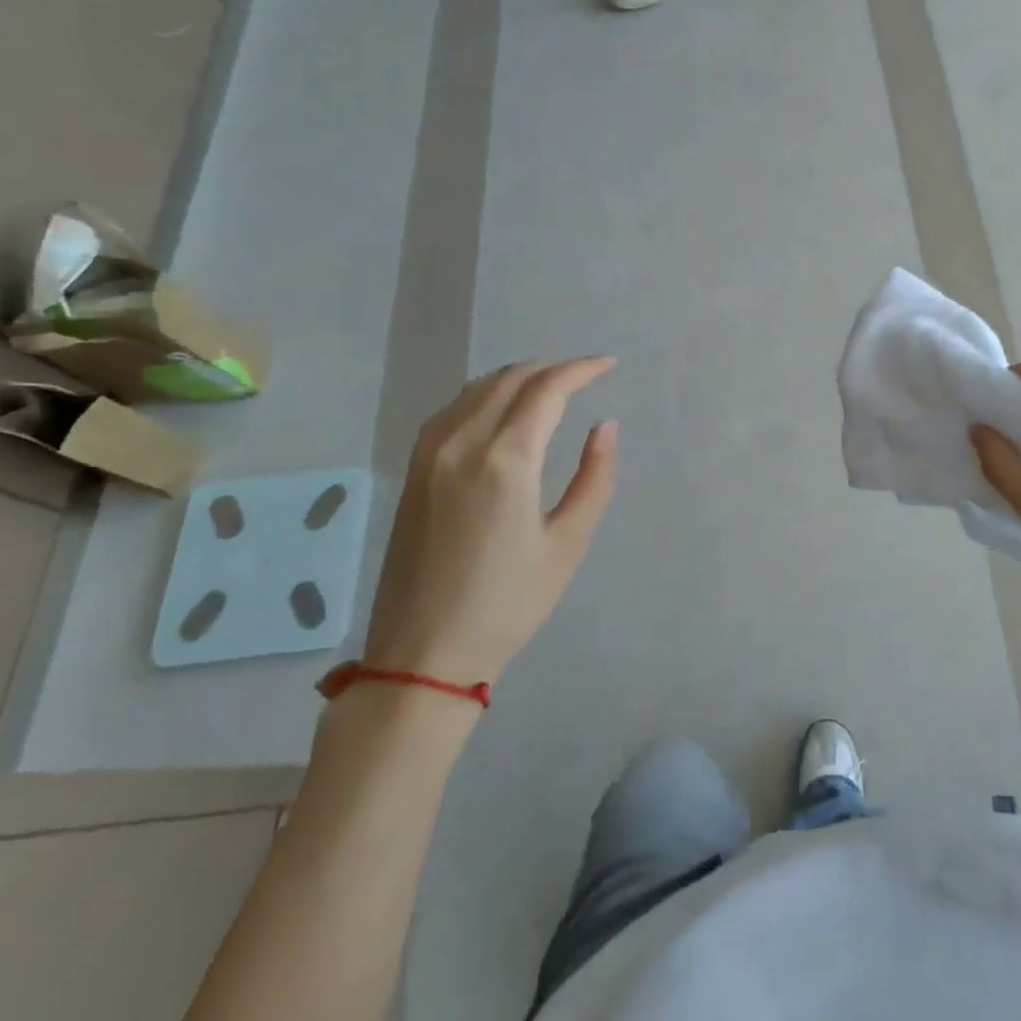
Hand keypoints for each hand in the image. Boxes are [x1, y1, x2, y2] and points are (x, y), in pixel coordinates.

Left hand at [362, 358, 618, 687]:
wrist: (422, 655)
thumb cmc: (507, 605)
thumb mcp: (568, 544)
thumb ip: (594, 477)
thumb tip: (606, 426)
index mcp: (505, 461)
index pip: (546, 390)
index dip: (581, 370)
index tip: (608, 365)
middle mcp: (461, 444)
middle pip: (510, 379)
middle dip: (552, 367)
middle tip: (586, 372)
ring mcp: (429, 455)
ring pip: (477, 388)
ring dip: (518, 376)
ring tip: (552, 385)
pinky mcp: (413, 471)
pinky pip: (453, 409)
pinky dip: (485, 394)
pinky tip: (503, 408)